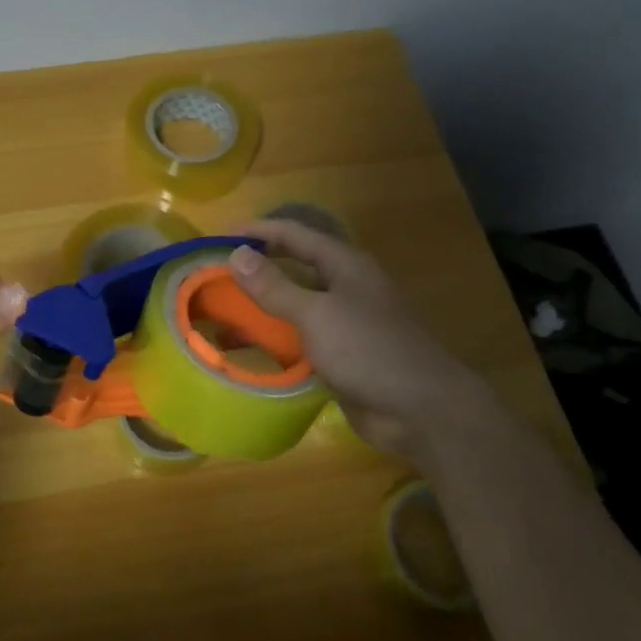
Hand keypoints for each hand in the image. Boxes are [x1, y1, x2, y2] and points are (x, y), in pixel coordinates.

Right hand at [227, 219, 486, 457]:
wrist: (421, 410)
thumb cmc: (369, 350)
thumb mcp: (316, 314)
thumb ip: (275, 286)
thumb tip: (237, 253)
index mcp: (346, 265)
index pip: (295, 234)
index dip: (258, 230)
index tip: (219, 236)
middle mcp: (347, 286)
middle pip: (296, 266)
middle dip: (259, 266)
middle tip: (218, 272)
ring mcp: (348, 321)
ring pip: (298, 302)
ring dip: (265, 303)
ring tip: (226, 308)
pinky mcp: (345, 353)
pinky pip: (303, 335)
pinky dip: (278, 336)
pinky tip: (254, 345)